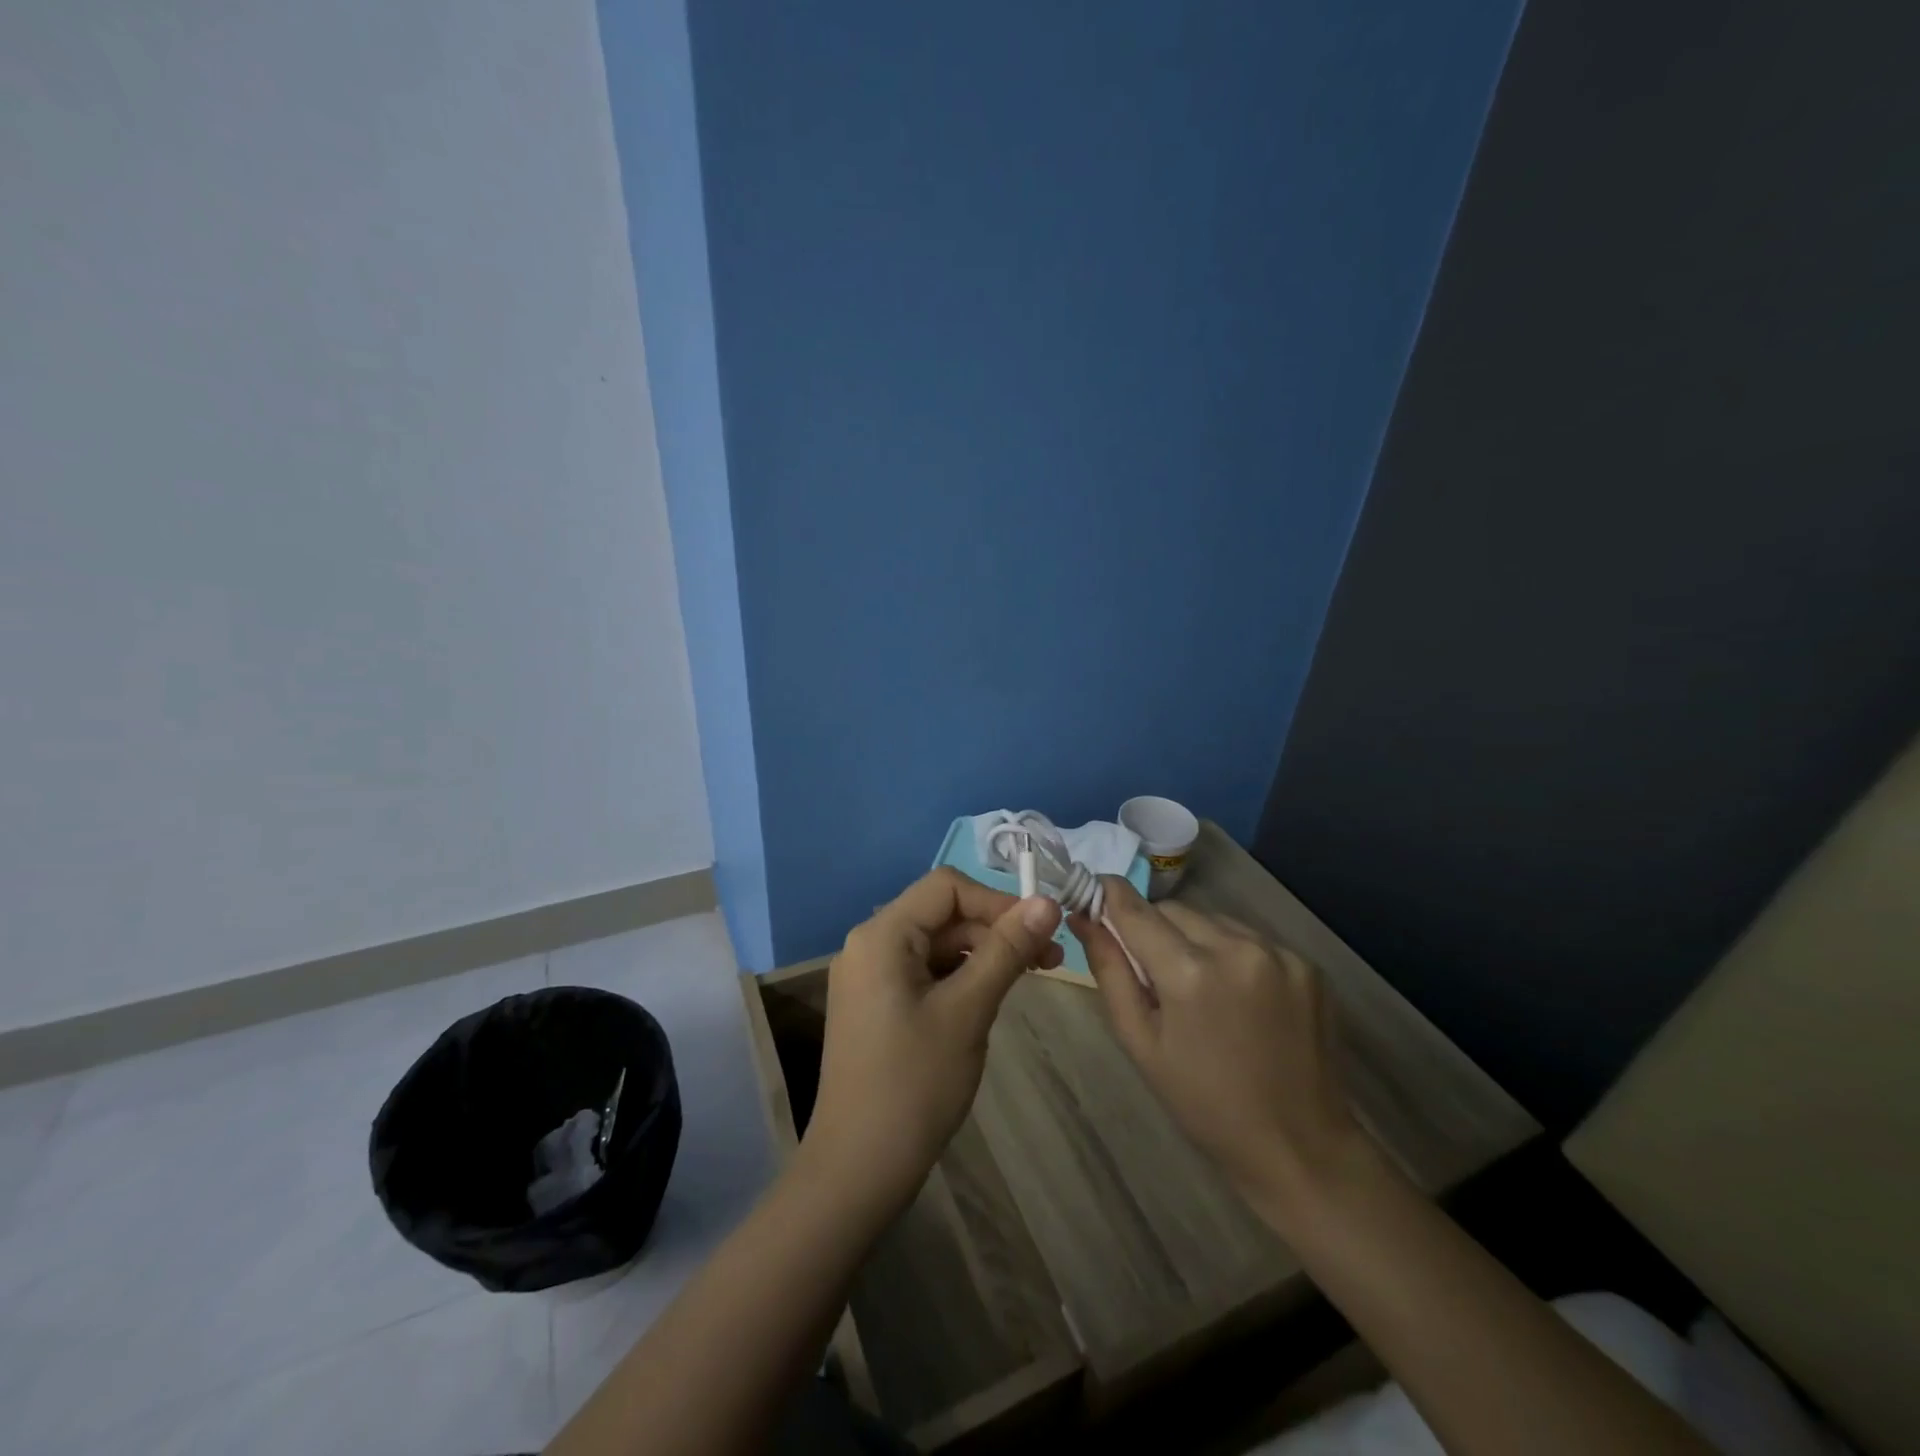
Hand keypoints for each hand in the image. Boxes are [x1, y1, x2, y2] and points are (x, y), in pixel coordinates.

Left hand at [802, 867, 1063, 1211]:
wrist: (858, 1168)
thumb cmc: (915, 1084)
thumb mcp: (968, 1010)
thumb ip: (1006, 950)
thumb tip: (1047, 901)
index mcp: (882, 935)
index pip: (946, 888)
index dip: (997, 901)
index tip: (1042, 930)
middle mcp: (869, 944)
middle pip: (942, 915)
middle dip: (996, 930)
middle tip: (1050, 961)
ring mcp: (870, 976)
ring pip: (937, 944)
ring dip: (983, 954)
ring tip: (1030, 978)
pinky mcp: (876, 1004)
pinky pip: (925, 972)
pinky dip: (961, 977)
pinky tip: (991, 998)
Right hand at [1070, 878, 1364, 1220]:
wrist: (1300, 1147)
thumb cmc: (1205, 1103)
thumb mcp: (1141, 1042)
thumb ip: (1110, 972)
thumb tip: (1084, 918)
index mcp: (1189, 973)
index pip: (1135, 909)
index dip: (1109, 895)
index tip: (1093, 893)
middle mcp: (1236, 948)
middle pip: (1174, 910)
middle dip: (1154, 929)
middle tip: (1153, 972)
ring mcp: (1279, 953)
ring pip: (1213, 919)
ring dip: (1194, 939)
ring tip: (1200, 989)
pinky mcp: (1307, 964)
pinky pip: (1250, 938)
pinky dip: (1232, 953)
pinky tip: (1238, 996)